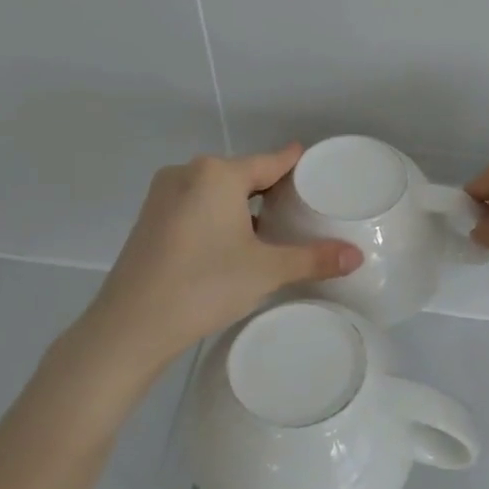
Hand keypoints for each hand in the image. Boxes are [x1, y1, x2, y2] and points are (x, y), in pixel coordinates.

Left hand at [74, 145, 361, 368]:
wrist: (131, 326)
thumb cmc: (204, 285)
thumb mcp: (266, 271)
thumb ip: (313, 258)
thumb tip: (358, 256)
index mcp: (217, 174)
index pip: (270, 162)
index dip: (295, 165)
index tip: (316, 168)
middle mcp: (187, 173)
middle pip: (242, 175)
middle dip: (270, 190)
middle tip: (301, 210)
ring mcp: (163, 196)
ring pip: (216, 192)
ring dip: (242, 206)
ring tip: (271, 229)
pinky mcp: (149, 220)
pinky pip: (195, 206)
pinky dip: (217, 217)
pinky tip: (232, 244)